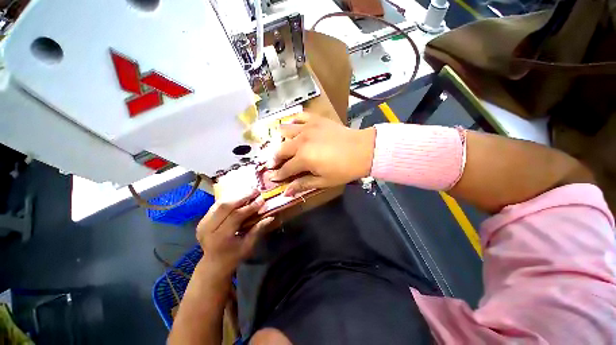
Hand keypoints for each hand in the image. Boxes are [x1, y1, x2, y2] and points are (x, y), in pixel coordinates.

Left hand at [196, 190, 274, 277]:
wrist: (213, 263)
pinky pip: (216, 205)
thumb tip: (271, 216)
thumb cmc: (233, 256)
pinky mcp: (202, 220)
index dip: (250, 207)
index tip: (262, 199)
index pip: (235, 216)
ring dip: (235, 196)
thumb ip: (258, 229)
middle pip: (225, 206)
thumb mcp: (248, 246)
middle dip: (242, 197)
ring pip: (220, 203)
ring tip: (249, 192)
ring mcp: (202, 223)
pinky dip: (229, 200)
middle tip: (255, 191)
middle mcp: (208, 229)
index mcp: (220, 238)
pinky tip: (239, 197)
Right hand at [270, 113, 375, 195]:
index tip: (272, 178)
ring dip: (281, 140)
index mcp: (303, 158)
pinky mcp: (315, 120)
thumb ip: (303, 184)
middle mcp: (301, 141)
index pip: (285, 168)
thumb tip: (285, 192)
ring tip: (283, 146)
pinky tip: (294, 127)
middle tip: (274, 164)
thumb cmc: (344, 169)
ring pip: (285, 131)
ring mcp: (307, 128)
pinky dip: (293, 122)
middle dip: (274, 158)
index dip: (278, 175)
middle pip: (281, 150)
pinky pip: (299, 117)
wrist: (362, 150)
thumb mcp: (324, 181)